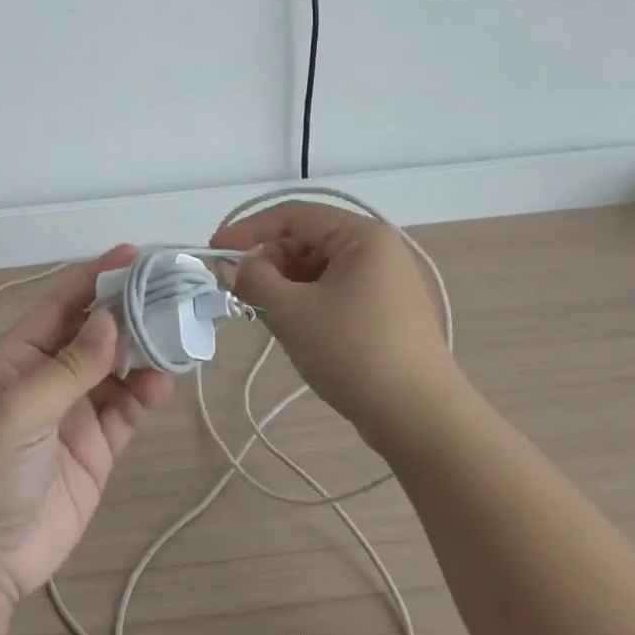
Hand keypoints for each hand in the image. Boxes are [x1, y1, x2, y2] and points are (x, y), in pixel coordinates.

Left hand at [0, 246, 175, 603]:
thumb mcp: (21, 409)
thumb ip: (70, 366)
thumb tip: (112, 320)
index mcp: (18, 356)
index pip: (62, 303)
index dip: (97, 277)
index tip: (137, 256)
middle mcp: (47, 376)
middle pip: (95, 332)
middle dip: (130, 311)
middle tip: (173, 293)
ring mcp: (74, 412)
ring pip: (117, 369)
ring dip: (144, 352)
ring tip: (176, 337)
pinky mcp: (96, 448)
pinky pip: (126, 410)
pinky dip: (146, 393)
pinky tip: (163, 384)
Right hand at [212, 202, 458, 445]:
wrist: (420, 418)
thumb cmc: (354, 353)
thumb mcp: (293, 312)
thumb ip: (255, 280)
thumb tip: (240, 268)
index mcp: (362, 236)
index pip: (293, 216)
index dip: (248, 230)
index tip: (214, 250)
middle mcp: (377, 250)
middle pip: (306, 241)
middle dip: (267, 263)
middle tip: (237, 291)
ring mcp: (384, 283)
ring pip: (317, 269)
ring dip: (284, 286)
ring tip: (264, 314)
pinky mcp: (385, 312)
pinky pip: (333, 292)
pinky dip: (305, 302)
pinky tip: (292, 328)